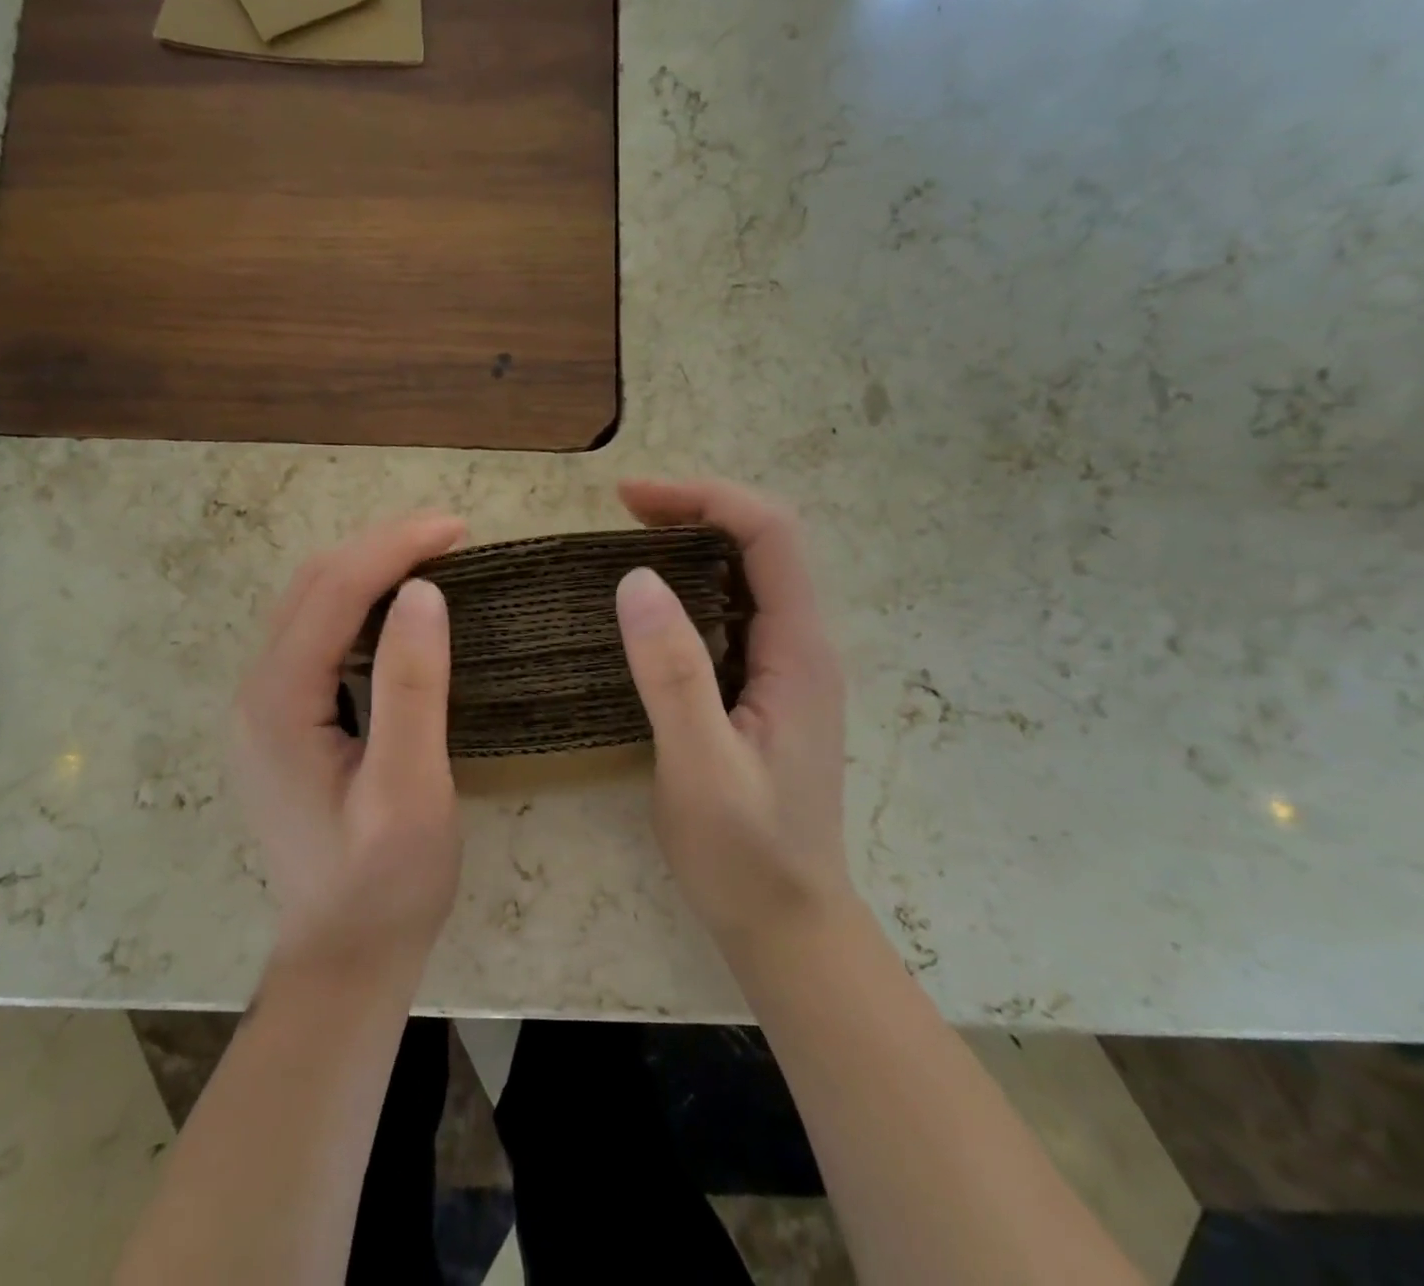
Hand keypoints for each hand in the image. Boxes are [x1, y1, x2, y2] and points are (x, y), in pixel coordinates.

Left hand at [231, 515, 465, 972]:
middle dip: (380, 546)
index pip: (334, 592)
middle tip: (451, 536)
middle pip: (312, 586)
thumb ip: (412, 688)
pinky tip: (398, 608)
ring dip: (368, 569)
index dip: (395, 547)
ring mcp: (263, 706)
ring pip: (309, 605)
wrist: (344, 954)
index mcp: (278, 703)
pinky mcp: (282, 720)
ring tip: (431, 557)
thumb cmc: (386, 882)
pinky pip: (315, 636)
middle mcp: (256, 691)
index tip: (459, 529)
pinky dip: (358, 604)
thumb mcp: (410, 790)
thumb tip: (424, 592)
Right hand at [614, 479, 853, 954]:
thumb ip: (674, 673)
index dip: (705, 499)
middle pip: (762, 544)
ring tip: (626, 546)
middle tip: (621, 515)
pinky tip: (649, 609)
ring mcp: (785, 668)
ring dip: (692, 546)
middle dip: (696, 511)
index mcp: (799, 652)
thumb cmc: (746, 853)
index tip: (630, 499)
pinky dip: (689, 589)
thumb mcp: (701, 766)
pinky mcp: (763, 690)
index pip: (771, 536)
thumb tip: (636, 578)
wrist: (788, 924)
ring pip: (747, 577)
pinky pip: (731, 614)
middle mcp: (801, 647)